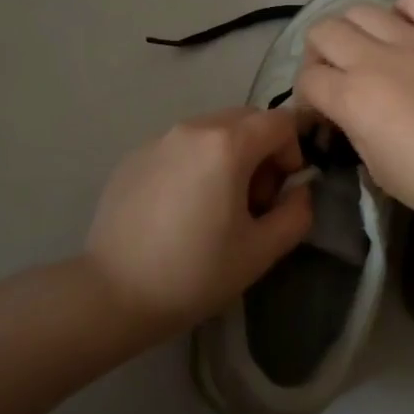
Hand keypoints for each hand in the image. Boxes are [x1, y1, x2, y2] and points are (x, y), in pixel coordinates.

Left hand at [84, 108, 312, 340]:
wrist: (113, 294)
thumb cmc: (195, 273)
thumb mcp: (261, 251)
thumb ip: (296, 213)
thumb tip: (300, 191)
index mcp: (226, 145)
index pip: (280, 122)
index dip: (292, 152)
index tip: (279, 192)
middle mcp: (192, 128)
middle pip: (246, 119)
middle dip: (261, 151)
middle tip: (252, 200)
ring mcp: (158, 140)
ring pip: (211, 130)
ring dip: (229, 155)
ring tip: (215, 205)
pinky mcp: (133, 156)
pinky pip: (180, 146)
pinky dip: (195, 163)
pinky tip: (180, 209)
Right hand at [295, 0, 413, 233]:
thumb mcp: (380, 172)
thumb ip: (355, 132)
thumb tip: (347, 114)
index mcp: (354, 99)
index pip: (308, 80)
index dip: (306, 99)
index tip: (320, 115)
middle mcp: (376, 59)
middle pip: (323, 32)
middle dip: (318, 55)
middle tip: (335, 78)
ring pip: (361, 9)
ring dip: (353, 30)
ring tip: (368, 51)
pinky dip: (403, 9)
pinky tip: (407, 30)